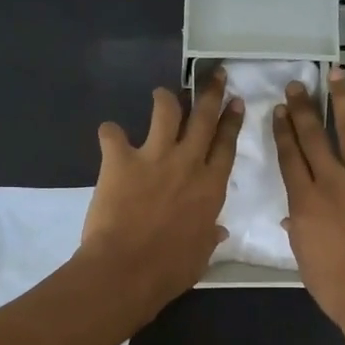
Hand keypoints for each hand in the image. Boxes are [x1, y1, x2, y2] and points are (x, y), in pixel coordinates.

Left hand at [79, 67, 243, 318]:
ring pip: (165, 111)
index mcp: (211, 187)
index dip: (231, 121)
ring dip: (165, 98)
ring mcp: (154, 157)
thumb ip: (210, 236)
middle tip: (213, 74)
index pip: (226, 144)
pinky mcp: (120, 160)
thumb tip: (218, 230)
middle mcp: (188, 163)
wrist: (127, 270)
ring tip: (162, 94)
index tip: (234, 102)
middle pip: (204, 118)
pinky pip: (112, 134)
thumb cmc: (170, 269)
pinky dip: (110, 133)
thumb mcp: (201, 254)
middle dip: (210, 92)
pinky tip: (109, 136)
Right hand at [273, 67, 344, 344]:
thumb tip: (294, 216)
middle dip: (303, 108)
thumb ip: (299, 230)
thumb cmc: (337, 289)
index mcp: (304, 202)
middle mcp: (332, 182)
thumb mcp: (304, 259)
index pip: (289, 156)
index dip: (283, 130)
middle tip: (298, 84)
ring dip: (343, 101)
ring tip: (337, 75)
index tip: (280, 110)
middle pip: (313, 137)